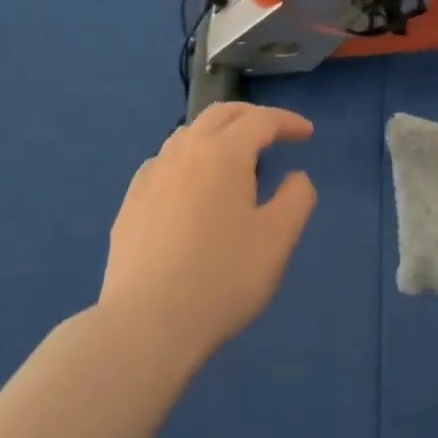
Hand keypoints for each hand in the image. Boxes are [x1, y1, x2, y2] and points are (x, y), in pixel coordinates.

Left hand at [98, 104, 317, 365]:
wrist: (147, 322)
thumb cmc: (223, 278)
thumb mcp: (277, 240)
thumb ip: (296, 198)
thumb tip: (296, 177)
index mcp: (223, 154)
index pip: (260, 120)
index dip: (287, 121)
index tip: (307, 134)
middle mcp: (184, 152)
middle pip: (219, 115)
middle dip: (251, 116)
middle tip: (273, 133)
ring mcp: (151, 175)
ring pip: (187, 134)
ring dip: (217, 134)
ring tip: (233, 158)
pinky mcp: (131, 201)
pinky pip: (164, 162)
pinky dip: (188, 158)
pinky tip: (191, 186)